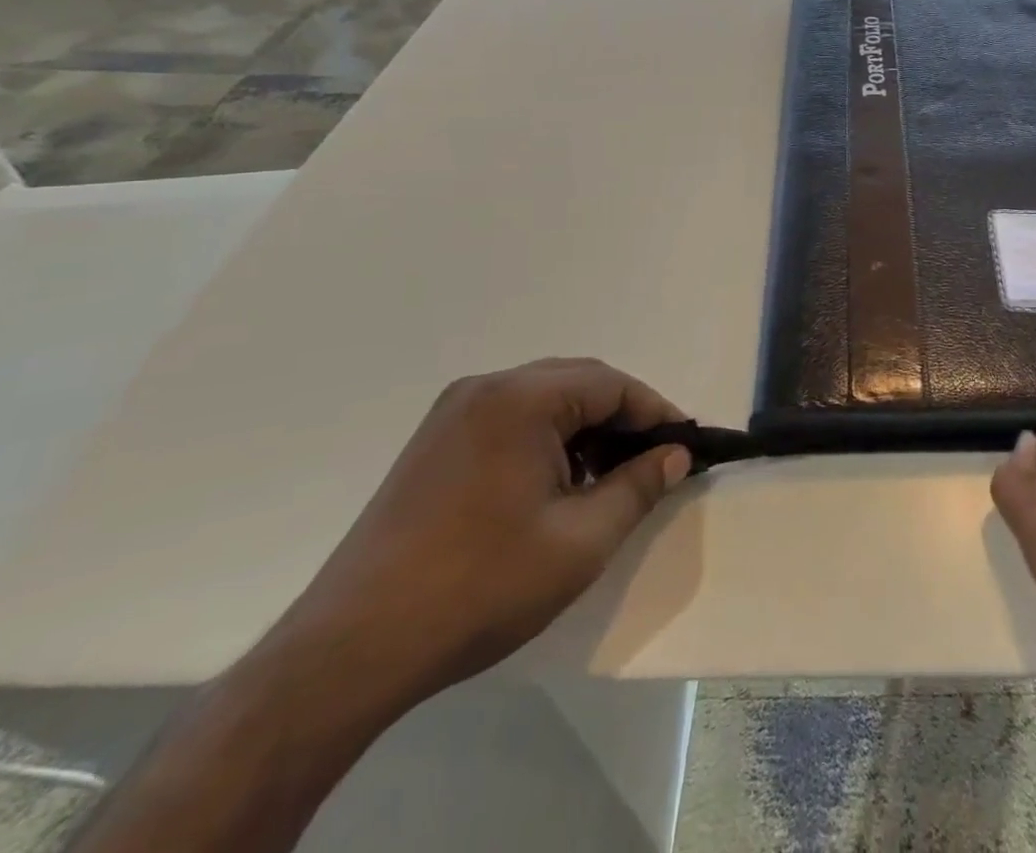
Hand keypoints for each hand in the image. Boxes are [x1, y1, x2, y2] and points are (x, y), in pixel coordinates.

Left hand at [267, 358, 691, 718]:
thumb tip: (675, 455)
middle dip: (622, 419)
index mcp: (521, 399)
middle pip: (578, 384)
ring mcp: (452, 415)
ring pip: (544, 402)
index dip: (656, 413)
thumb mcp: (581, 541)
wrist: (350, 651)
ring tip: (606, 481)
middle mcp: (485, 389)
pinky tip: (555, 488)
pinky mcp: (433, 444)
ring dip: (585, 430)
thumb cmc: (480, 587)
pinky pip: (510, 421)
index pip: (612, 385)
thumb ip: (638, 486)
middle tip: (652, 463)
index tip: (685, 447)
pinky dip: (547, 442)